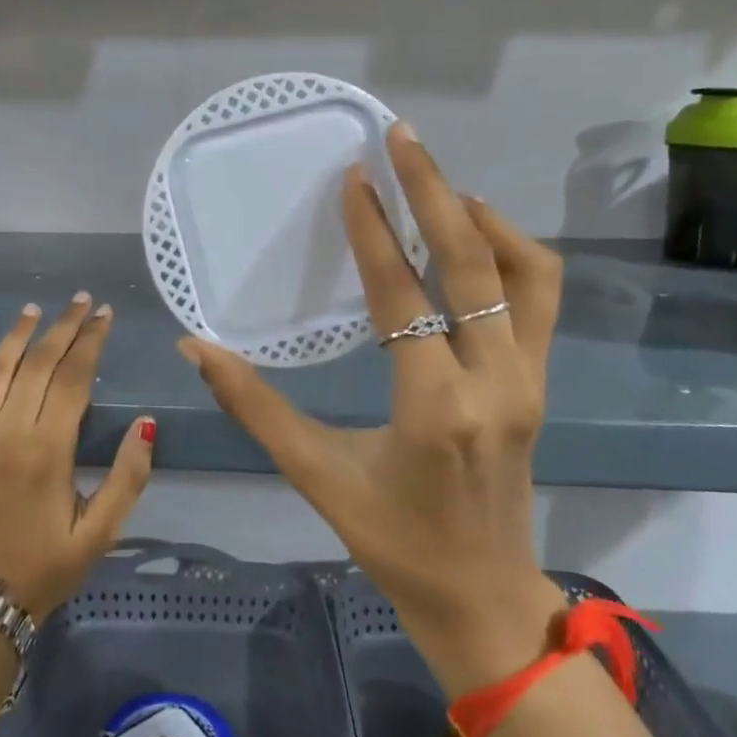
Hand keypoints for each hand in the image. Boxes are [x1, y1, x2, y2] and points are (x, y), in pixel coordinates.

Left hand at [0, 293, 155, 622]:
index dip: (91, 342)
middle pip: (37, 365)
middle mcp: (5, 434)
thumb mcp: (102, 531)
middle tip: (81, 301)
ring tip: (35, 309)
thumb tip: (146, 422)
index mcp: (48, 451)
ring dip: (16, 335)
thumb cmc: (48, 565)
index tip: (105, 315)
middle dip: (63, 328)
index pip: (72, 378)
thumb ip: (128, 476)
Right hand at [180, 124, 566, 697]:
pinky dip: (511, 252)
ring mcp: (529, 379)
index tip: (355, 178)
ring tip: (436, 186)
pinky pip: (537, 297)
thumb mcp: (316, 476)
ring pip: (526, 272)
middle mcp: (493, 382)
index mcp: (434, 408)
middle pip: (474, 263)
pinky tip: (471, 238)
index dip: (375, 232)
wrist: (483, 596)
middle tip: (402, 139)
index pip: (404, 297)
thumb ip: (253, 407)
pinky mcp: (540, 381)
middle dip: (435, 192)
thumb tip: (197, 348)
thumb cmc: (393, 542)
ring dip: (483, 218)